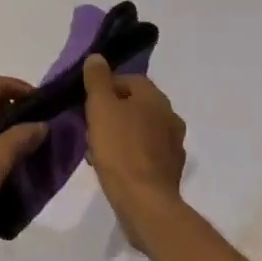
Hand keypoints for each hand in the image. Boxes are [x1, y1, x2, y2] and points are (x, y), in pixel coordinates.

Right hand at [82, 54, 187, 245]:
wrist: (145, 202)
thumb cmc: (120, 149)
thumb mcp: (101, 108)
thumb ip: (97, 80)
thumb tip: (97, 57)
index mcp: (156, 98)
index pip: (129, 80)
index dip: (105, 89)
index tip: (88, 105)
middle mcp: (170, 116)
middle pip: (134, 105)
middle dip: (111, 114)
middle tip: (90, 129)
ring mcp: (174, 145)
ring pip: (139, 130)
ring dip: (119, 135)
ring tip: (97, 152)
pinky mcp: (170, 170)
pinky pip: (145, 154)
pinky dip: (129, 156)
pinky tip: (113, 169)